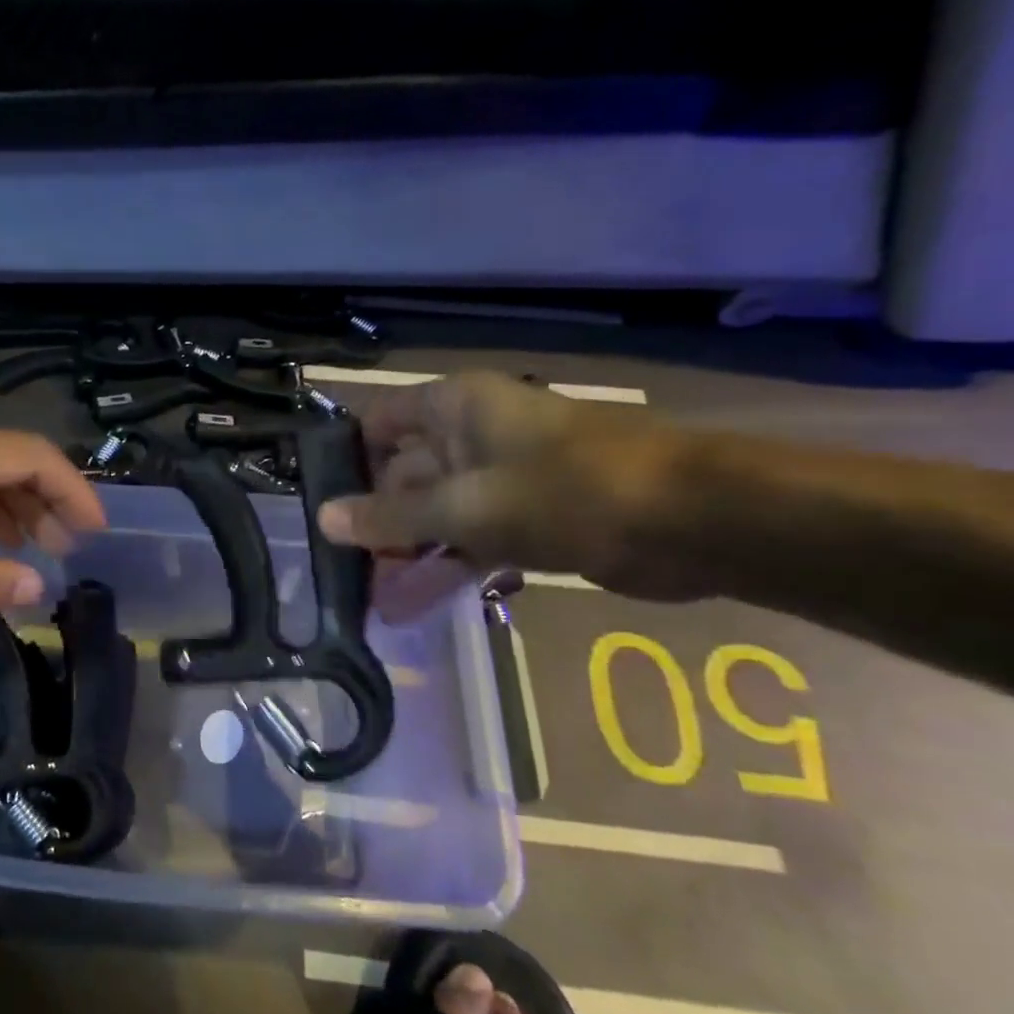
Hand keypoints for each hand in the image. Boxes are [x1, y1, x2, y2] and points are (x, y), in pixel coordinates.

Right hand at [315, 372, 696, 598]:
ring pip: (433, 513)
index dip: (345, 459)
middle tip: (339, 569)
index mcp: (454, 408)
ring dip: (404, 554)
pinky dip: (443, 568)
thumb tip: (323, 519)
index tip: (318, 504)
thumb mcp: (465, 507)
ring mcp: (498, 478)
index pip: (377, 423)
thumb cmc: (567, 492)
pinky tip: (412, 604)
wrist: (695, 523)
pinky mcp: (525, 518)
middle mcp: (469, 436)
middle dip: (372, 522)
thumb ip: (390, 517)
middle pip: (401, 474)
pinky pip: (467, 539)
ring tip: (370, 600)